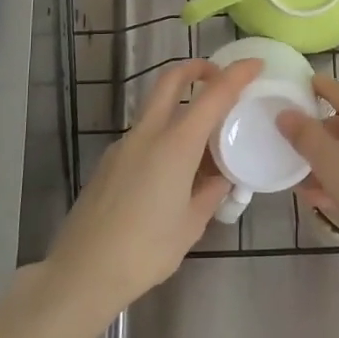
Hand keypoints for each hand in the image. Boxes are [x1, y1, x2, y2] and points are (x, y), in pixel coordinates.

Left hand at [45, 57, 262, 318]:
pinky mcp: (109, 162)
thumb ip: (210, 193)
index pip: (212, 95)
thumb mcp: (191, 224)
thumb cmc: (146, 250)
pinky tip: (174, 170)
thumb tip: (221, 178)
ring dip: (180, 105)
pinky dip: (164, 134)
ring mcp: (123, 146)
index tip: (255, 65)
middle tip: (219, 76)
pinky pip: (143, 134)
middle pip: (170, 80)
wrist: (82, 272)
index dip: (236, 75)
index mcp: (175, 145)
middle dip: (196, 68)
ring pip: (155, 107)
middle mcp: (147, 134)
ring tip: (204, 138)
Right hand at [276, 74, 338, 250]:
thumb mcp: (328, 161)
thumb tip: (286, 113)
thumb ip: (304, 135)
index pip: (336, 90)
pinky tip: (336, 202)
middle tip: (297, 155)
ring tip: (310, 188)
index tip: (298, 89)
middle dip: (321, 139)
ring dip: (334, 165)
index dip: (315, 88)